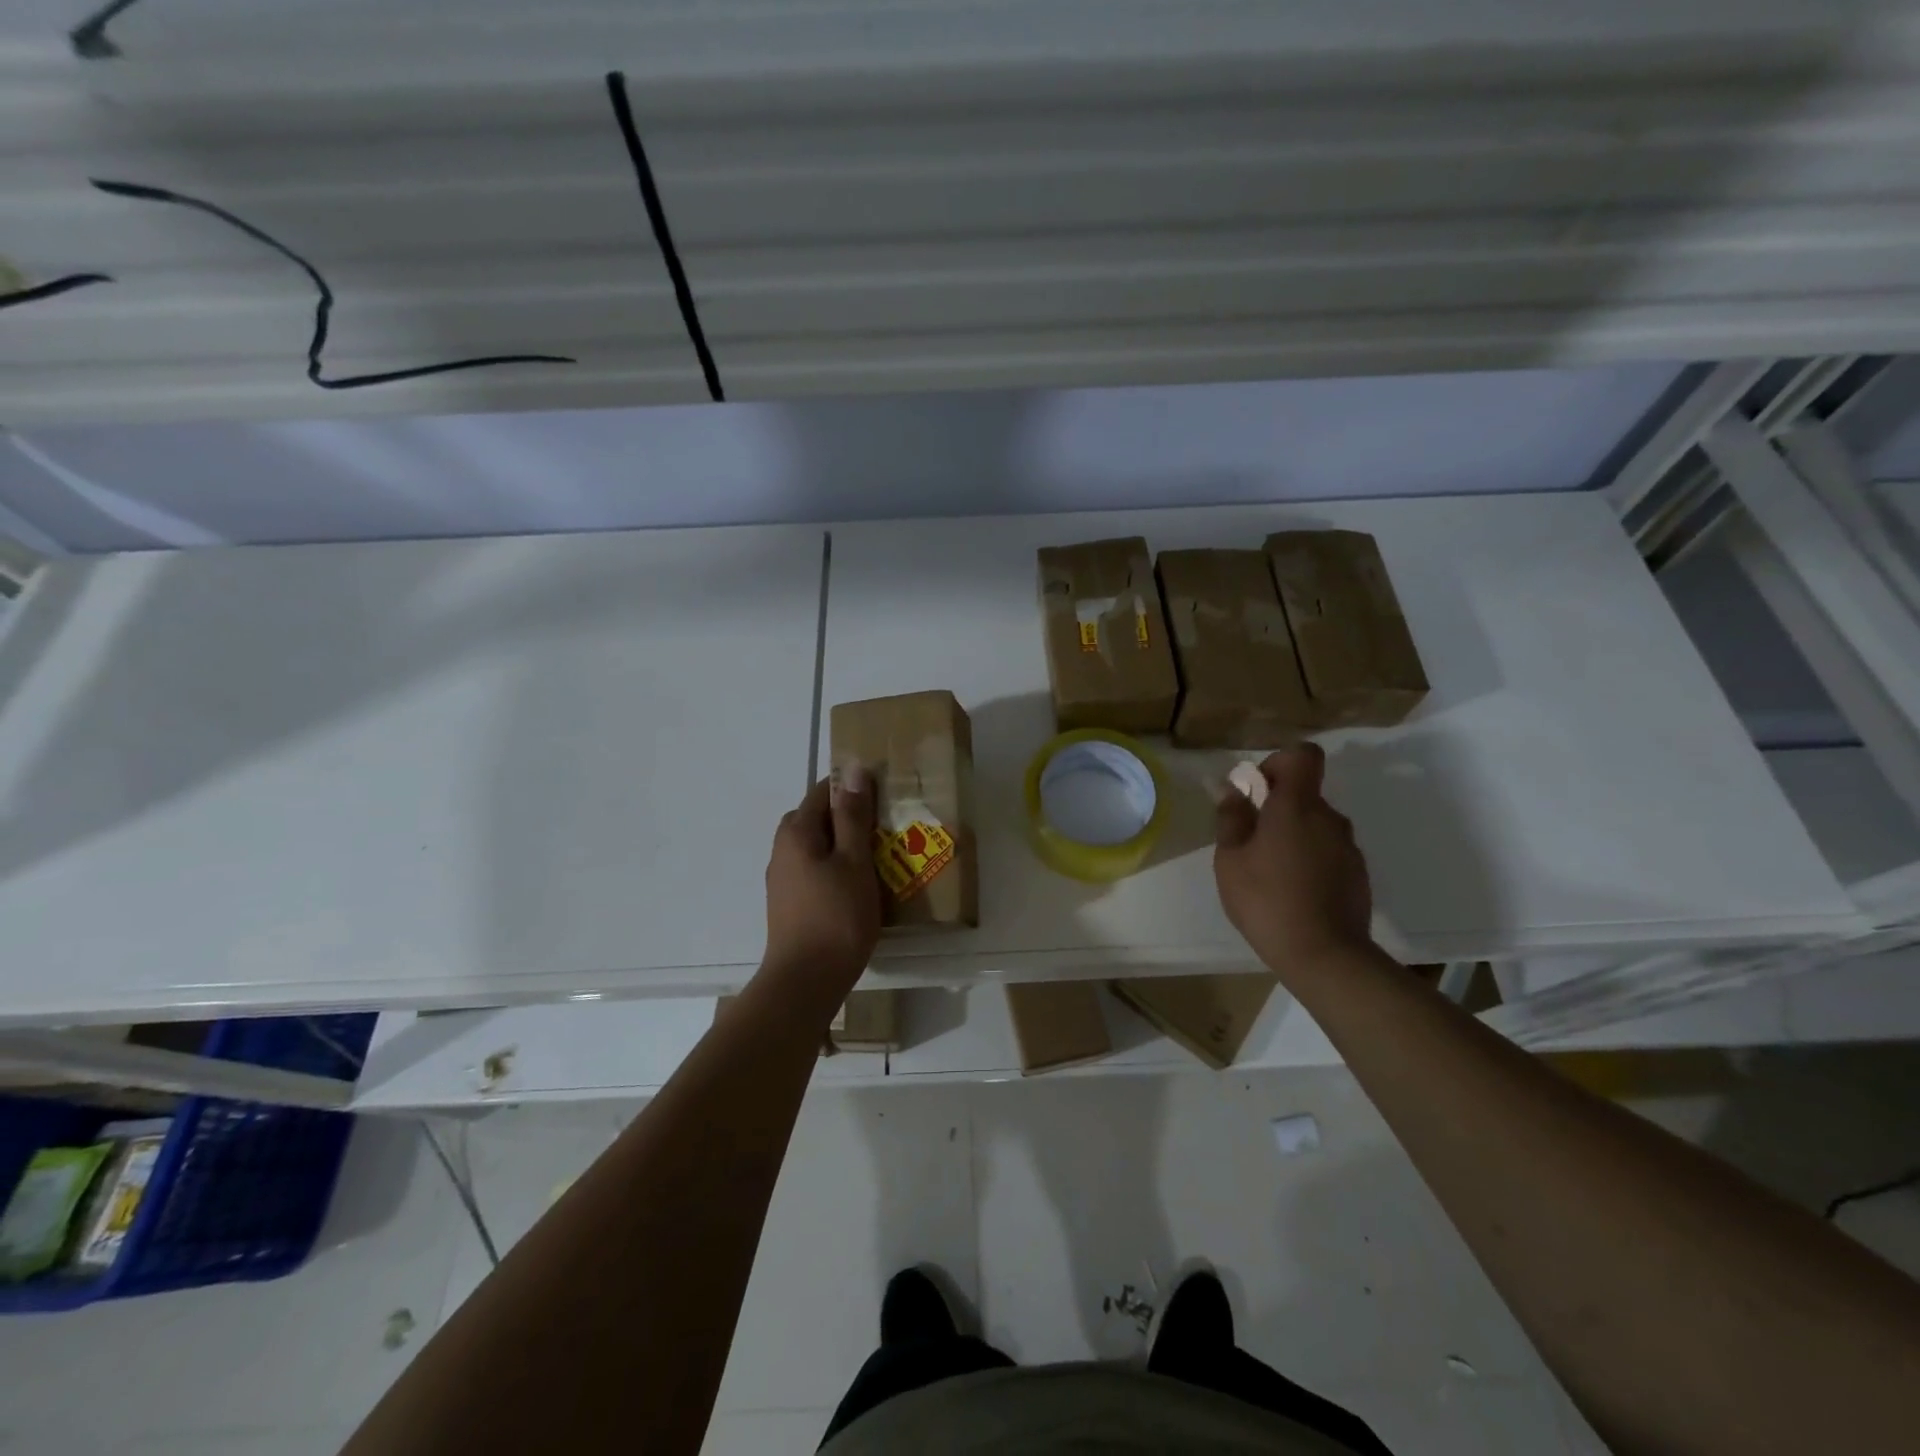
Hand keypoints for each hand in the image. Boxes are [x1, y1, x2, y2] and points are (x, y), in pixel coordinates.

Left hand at [762, 767, 881, 999]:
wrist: (806, 981)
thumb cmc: (836, 916)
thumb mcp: (854, 860)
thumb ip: (852, 815)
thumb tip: (854, 770)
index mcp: (796, 832)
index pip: (824, 791)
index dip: (853, 788)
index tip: (885, 797)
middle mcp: (782, 849)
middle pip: (818, 819)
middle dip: (850, 818)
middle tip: (886, 830)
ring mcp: (783, 879)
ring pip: (818, 847)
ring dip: (845, 847)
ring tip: (880, 859)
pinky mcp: (789, 903)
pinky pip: (815, 871)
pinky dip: (836, 869)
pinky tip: (859, 888)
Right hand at [1213, 743, 1373, 974]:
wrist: (1325, 956)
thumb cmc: (1267, 900)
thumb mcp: (1231, 859)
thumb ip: (1231, 818)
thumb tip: (1232, 789)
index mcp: (1297, 806)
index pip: (1303, 755)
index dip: (1278, 762)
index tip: (1257, 790)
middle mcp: (1330, 818)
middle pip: (1305, 794)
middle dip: (1277, 808)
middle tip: (1250, 842)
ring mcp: (1348, 847)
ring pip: (1316, 825)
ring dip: (1293, 836)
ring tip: (1270, 872)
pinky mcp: (1358, 874)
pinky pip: (1328, 852)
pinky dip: (1310, 860)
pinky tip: (1293, 892)